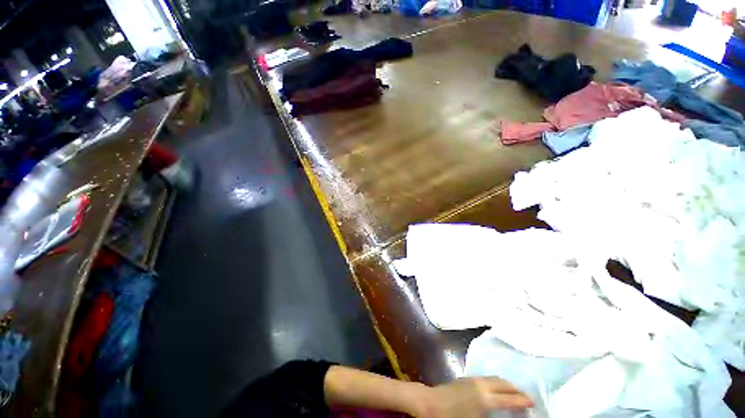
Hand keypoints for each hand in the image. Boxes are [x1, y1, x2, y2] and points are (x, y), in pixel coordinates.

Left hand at [413, 377, 533, 417]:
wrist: (429, 404)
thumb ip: (492, 417)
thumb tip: (503, 416)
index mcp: (485, 398)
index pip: (510, 398)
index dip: (523, 401)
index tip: (533, 403)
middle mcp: (481, 385)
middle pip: (503, 383)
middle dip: (516, 389)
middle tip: (526, 398)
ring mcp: (472, 379)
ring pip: (494, 379)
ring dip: (506, 385)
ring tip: (514, 394)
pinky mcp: (465, 378)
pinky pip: (486, 379)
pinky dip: (496, 383)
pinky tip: (496, 391)